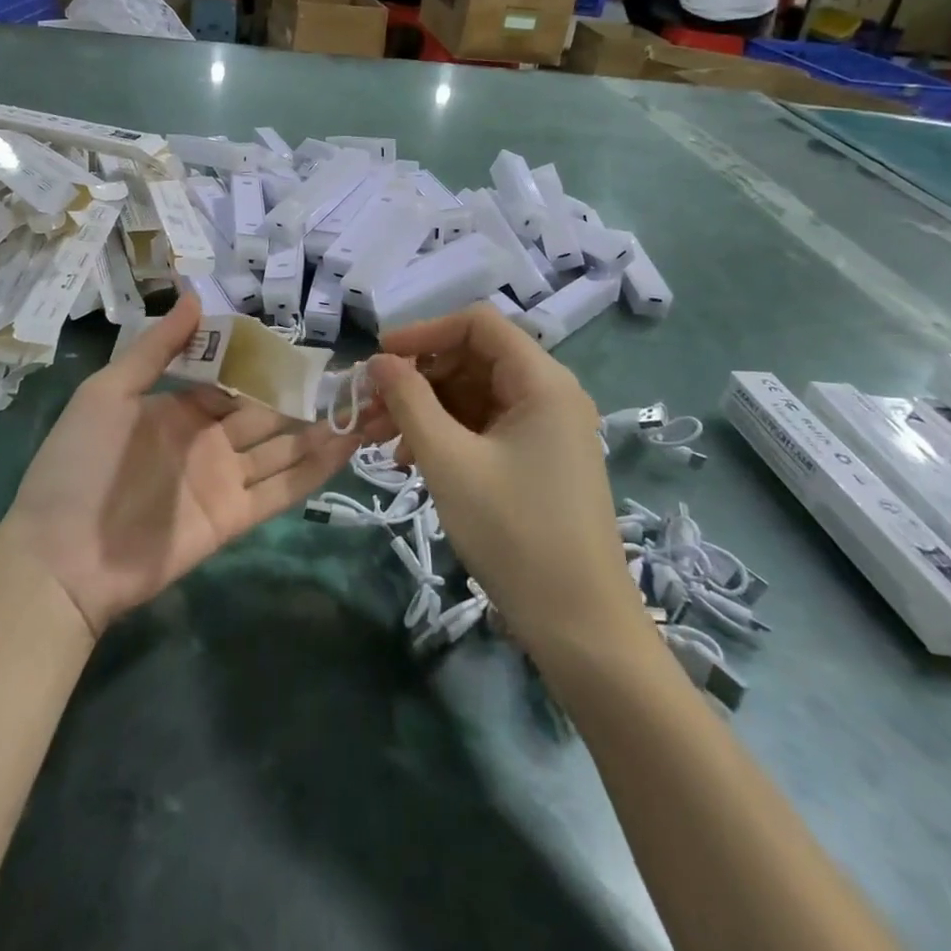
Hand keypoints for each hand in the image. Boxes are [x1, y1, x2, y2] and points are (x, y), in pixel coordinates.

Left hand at [4, 296, 375, 634]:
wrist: (61, 557)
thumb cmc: (78, 464)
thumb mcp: (108, 393)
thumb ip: (156, 349)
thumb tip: (195, 296)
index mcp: (179, 409)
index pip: (234, 380)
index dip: (268, 364)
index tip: (308, 346)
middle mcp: (208, 440)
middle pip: (267, 412)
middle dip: (308, 394)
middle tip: (356, 374)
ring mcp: (224, 479)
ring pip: (285, 448)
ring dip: (325, 429)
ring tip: (371, 405)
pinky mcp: (235, 516)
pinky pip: (282, 489)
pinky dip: (316, 469)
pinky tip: (350, 446)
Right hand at [368, 306, 649, 652]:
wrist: (580, 626)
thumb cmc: (514, 532)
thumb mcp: (449, 460)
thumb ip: (409, 400)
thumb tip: (379, 361)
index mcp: (542, 382)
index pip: (477, 324)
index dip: (424, 332)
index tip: (379, 359)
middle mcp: (549, 395)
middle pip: (473, 359)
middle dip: (417, 378)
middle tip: (370, 408)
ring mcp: (546, 429)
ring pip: (473, 395)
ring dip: (425, 409)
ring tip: (382, 441)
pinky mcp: (538, 459)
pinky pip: (484, 426)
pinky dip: (446, 434)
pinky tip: (412, 460)